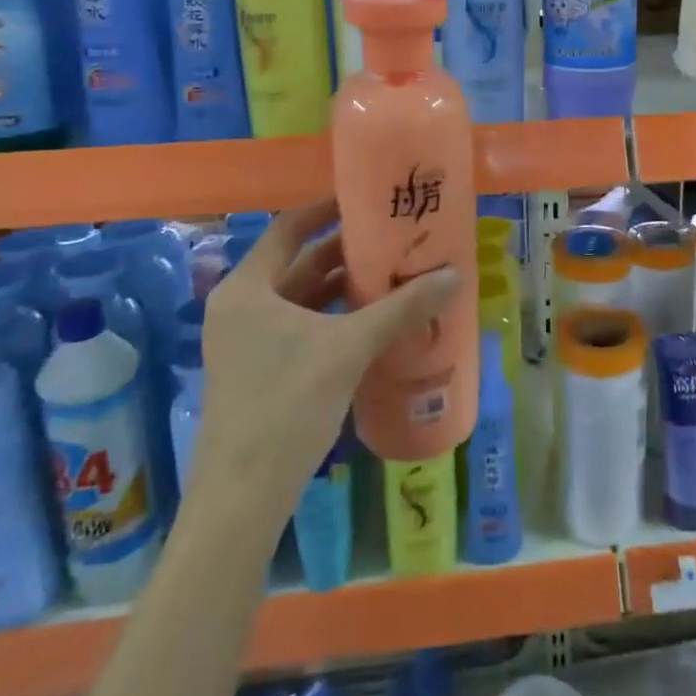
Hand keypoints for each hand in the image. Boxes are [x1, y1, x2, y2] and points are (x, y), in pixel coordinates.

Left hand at [191, 202, 460, 521]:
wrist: (244, 496)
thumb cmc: (288, 404)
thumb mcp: (349, 348)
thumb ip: (401, 308)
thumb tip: (454, 274)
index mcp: (247, 288)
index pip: (289, 227)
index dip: (327, 209)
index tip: (367, 199)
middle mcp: (241, 306)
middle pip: (297, 263)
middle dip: (344, 251)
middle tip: (393, 239)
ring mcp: (245, 341)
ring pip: (300, 299)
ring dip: (342, 287)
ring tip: (391, 274)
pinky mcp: (257, 370)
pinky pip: (299, 327)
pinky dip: (332, 318)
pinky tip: (371, 322)